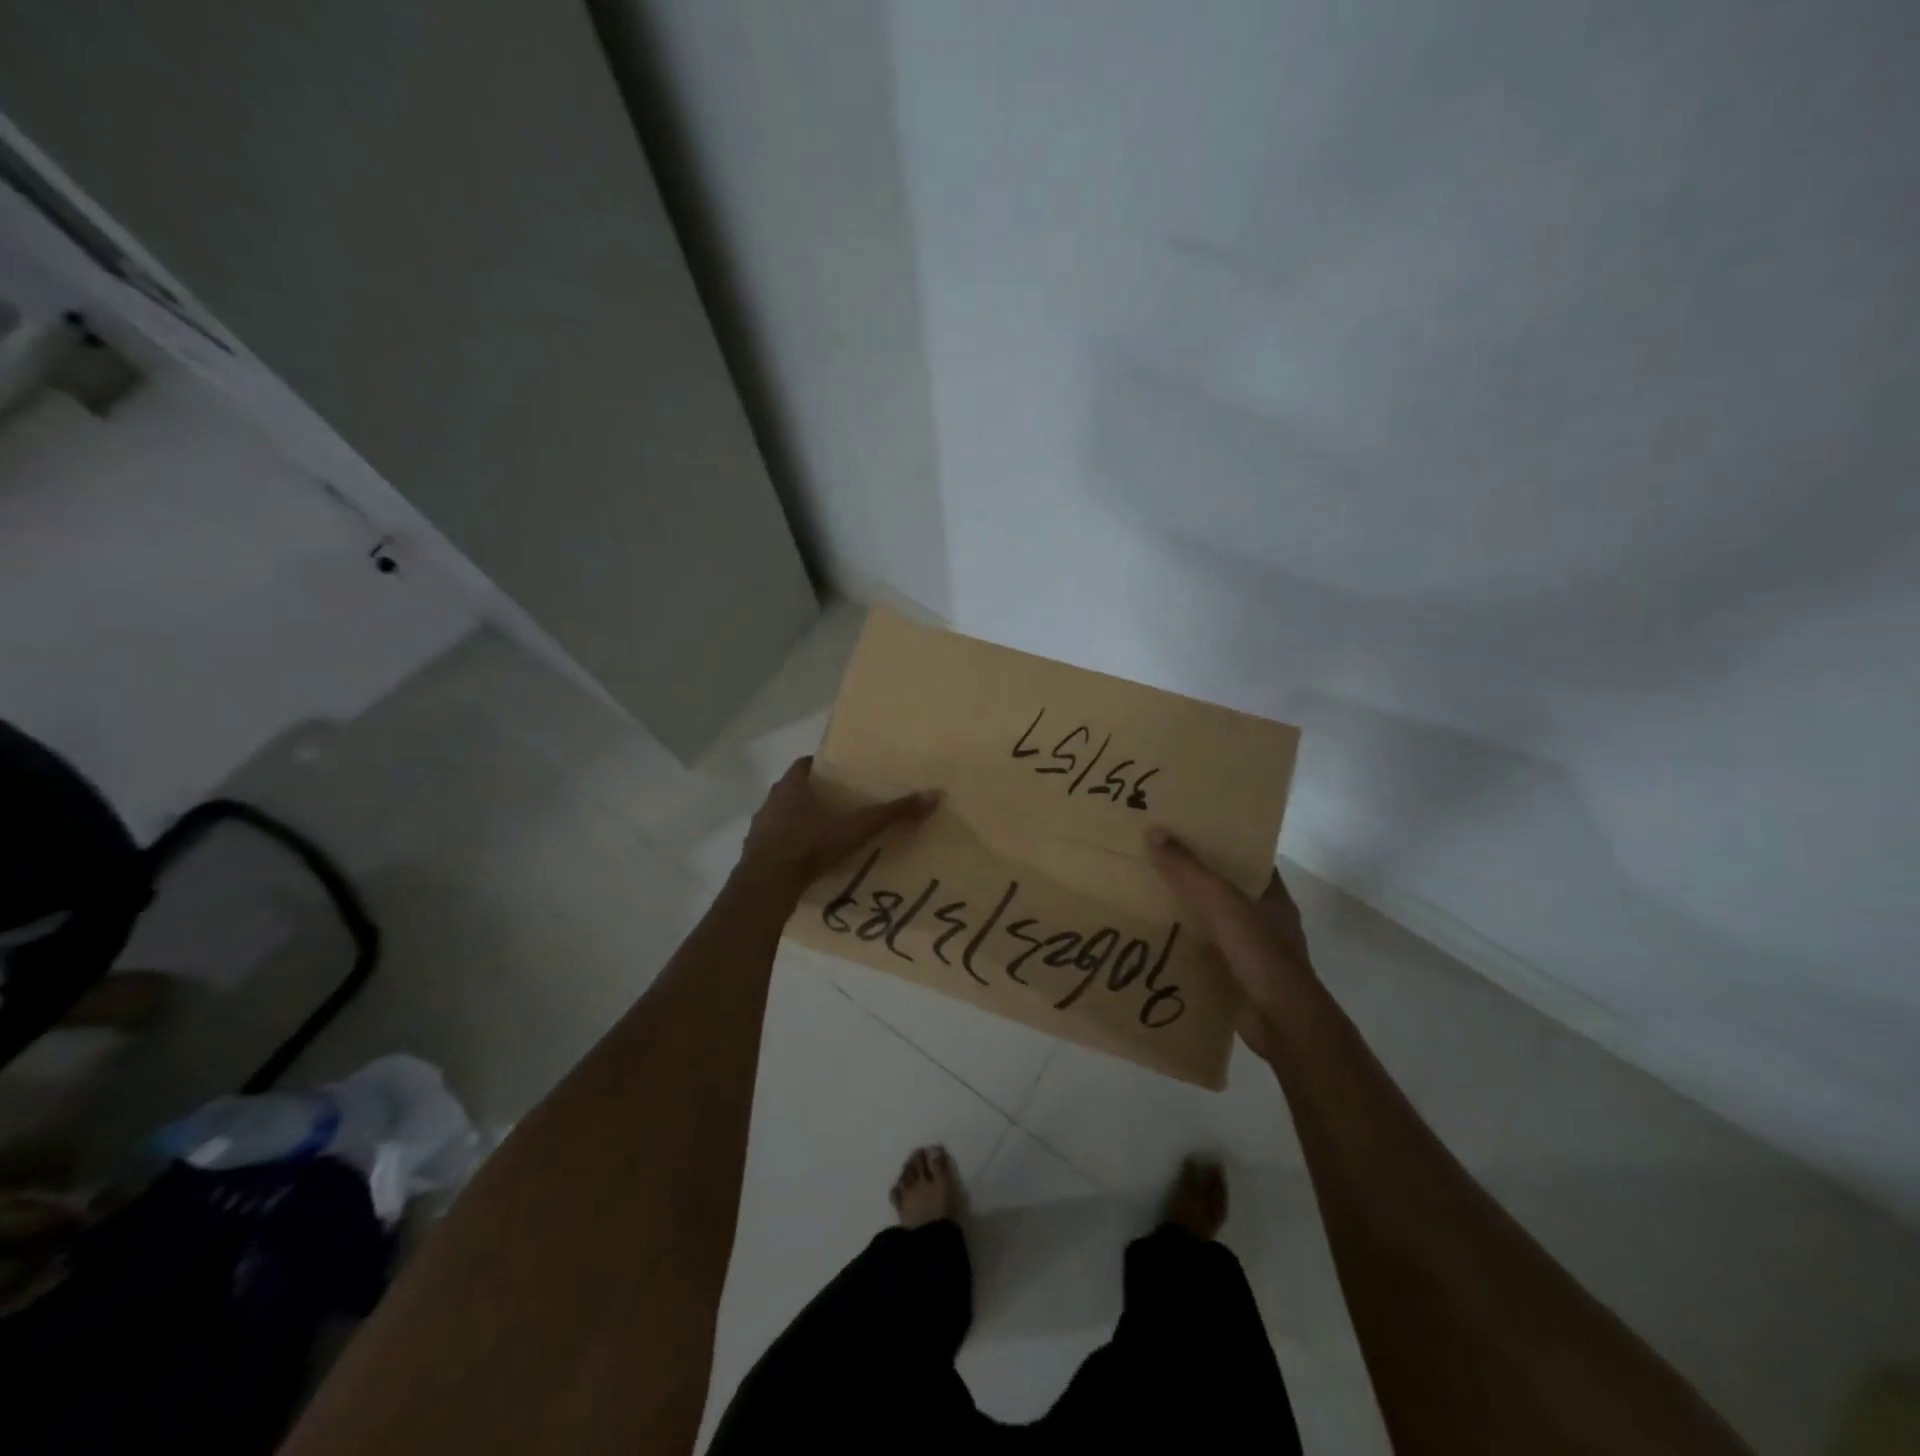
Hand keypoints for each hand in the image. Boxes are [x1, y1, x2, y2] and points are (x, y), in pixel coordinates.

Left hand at [738, 757, 938, 891]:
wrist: (767, 886)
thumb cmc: (810, 846)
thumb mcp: (856, 828)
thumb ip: (892, 814)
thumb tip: (933, 795)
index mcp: (791, 786)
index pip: (804, 765)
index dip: (821, 767)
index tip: (839, 774)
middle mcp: (771, 801)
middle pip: (793, 790)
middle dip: (813, 795)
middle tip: (839, 804)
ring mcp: (759, 829)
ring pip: (782, 817)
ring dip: (799, 821)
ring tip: (825, 833)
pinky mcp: (754, 854)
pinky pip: (775, 843)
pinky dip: (789, 846)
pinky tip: (807, 859)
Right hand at [1145, 828, 1316, 1059]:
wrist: (1281, 1021)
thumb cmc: (1260, 952)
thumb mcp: (1221, 902)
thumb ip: (1189, 870)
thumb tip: (1154, 830)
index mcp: (1273, 897)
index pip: (1249, 860)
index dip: (1222, 844)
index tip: (1188, 831)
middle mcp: (1265, 921)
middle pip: (1227, 890)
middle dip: (1196, 878)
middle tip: (1157, 860)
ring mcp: (1253, 952)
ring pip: (1215, 923)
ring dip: (1188, 914)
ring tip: (1147, 896)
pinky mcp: (1237, 978)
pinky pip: (1206, 954)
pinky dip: (1185, 947)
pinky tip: (1156, 939)